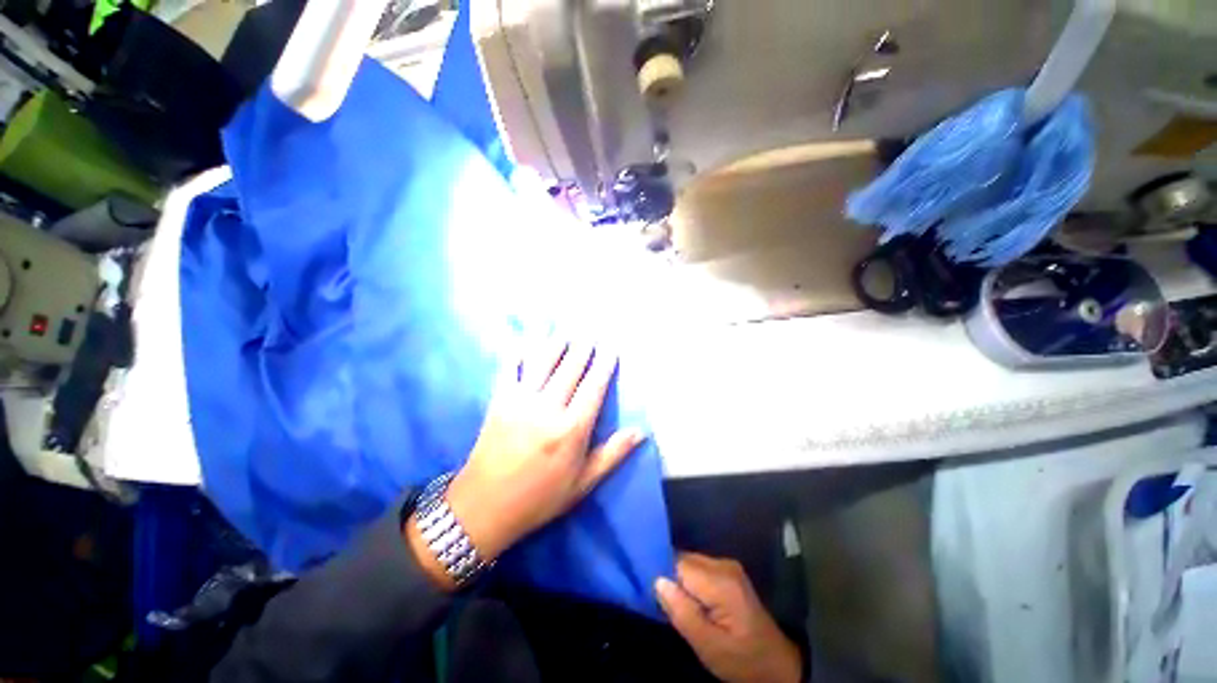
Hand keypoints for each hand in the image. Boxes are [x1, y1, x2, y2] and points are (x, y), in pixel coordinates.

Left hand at [408, 336, 644, 586]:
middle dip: (582, 348)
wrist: (484, 508)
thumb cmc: (540, 498)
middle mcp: (547, 409)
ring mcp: (520, 402)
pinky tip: (524, 341)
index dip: (604, 365)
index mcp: (571, 430)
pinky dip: (518, 353)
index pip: (593, 388)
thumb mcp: (582, 484)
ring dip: (555, 344)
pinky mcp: (498, 402)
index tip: (611, 348)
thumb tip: (640, 431)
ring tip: (565, 331)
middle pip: (569, 369)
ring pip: (542, 363)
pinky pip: (510, 370)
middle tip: (591, 332)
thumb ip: (612, 454)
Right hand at [657, 553, 802, 682]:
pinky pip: (698, 568)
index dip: (662, 576)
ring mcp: (727, 566)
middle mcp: (724, 564)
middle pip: (684, 560)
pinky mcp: (728, 571)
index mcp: (721, 582)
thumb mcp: (709, 647)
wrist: (777, 665)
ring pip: (690, 563)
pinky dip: (690, 582)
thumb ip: (683, 613)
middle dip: (671, 579)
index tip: (652, 594)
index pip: (679, 564)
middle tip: (666, 606)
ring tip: (678, 605)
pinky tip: (691, 601)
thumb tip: (657, 581)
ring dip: (680, 581)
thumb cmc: (742, 661)